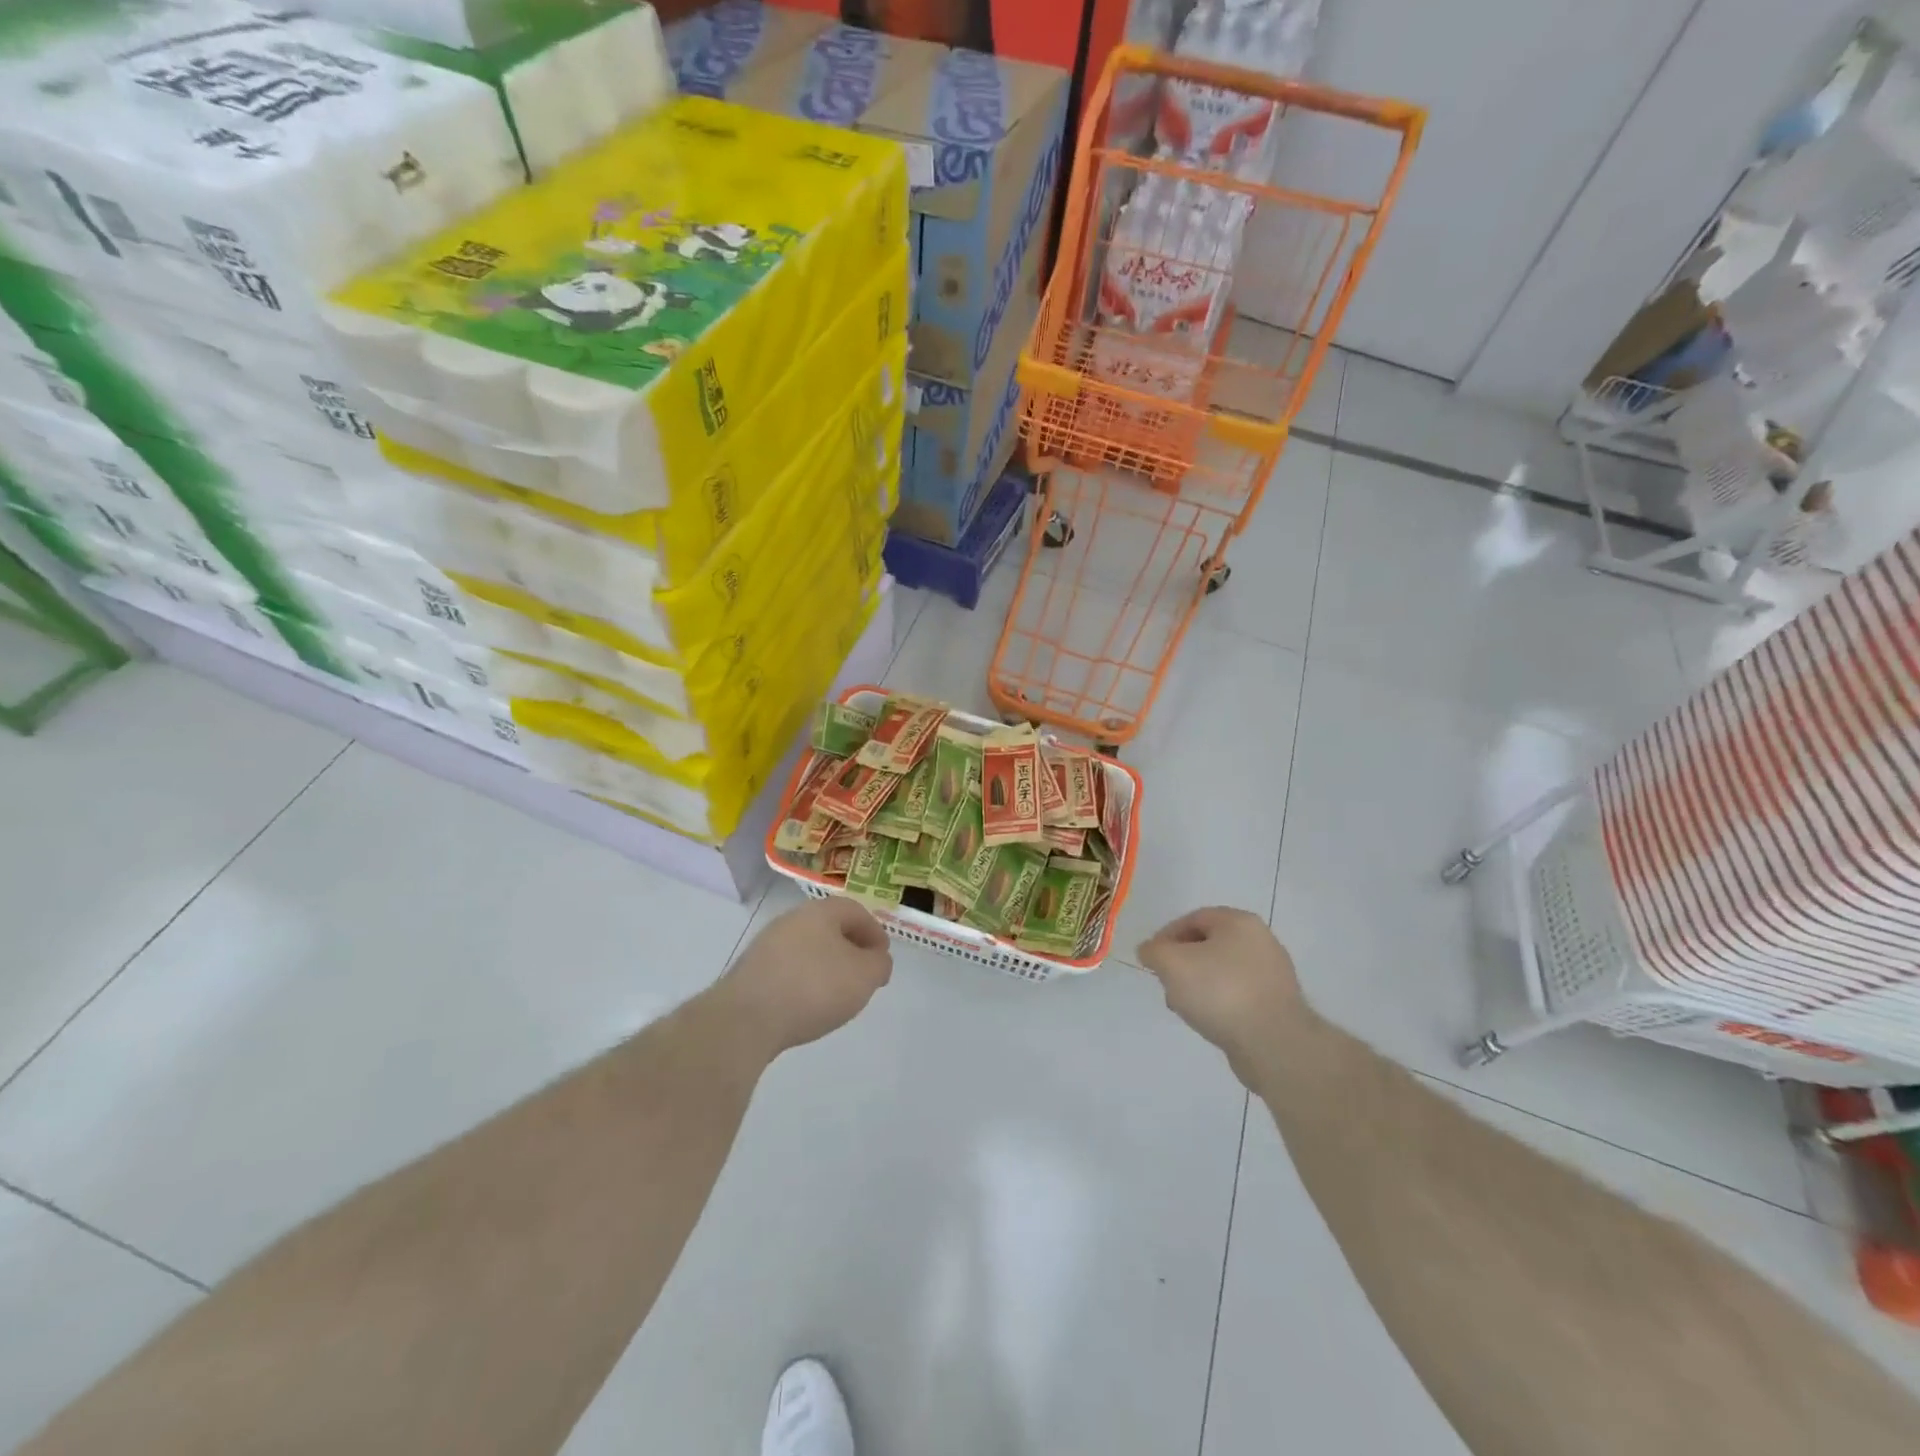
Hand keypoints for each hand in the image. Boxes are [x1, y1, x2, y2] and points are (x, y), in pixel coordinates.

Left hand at [715, 897, 893, 1058]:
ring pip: (807, 949)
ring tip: (836, 994)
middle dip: (849, 949)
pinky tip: (807, 1006)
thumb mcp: (864, 976)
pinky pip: (788, 970)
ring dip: (826, 966)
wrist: (747, 1018)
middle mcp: (791, 920)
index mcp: (820, 911)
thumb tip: (876, 959)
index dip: (874, 932)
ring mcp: (767, 945)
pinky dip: (803, 982)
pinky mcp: (751, 972)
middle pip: (829, 928)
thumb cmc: (814, 987)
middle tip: (862, 974)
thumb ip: (879, 964)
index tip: (882, 957)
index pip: (855, 911)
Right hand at [1138, 907, 1310, 1084]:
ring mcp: (1273, 974)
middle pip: (1208, 945)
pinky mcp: (1278, 1004)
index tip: (1151, 961)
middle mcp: (1261, 941)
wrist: (1274, 1044)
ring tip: (1184, 1008)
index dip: (1166, 936)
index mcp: (1239, 922)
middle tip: (1167, 983)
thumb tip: (1149, 951)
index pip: (1193, 918)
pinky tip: (1208, 1021)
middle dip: (1181, 963)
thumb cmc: (1220, 992)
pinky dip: (1219, 1003)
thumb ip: (1153, 951)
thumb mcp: (1172, 964)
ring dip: (1198, 985)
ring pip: (1222, 971)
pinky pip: (1238, 995)